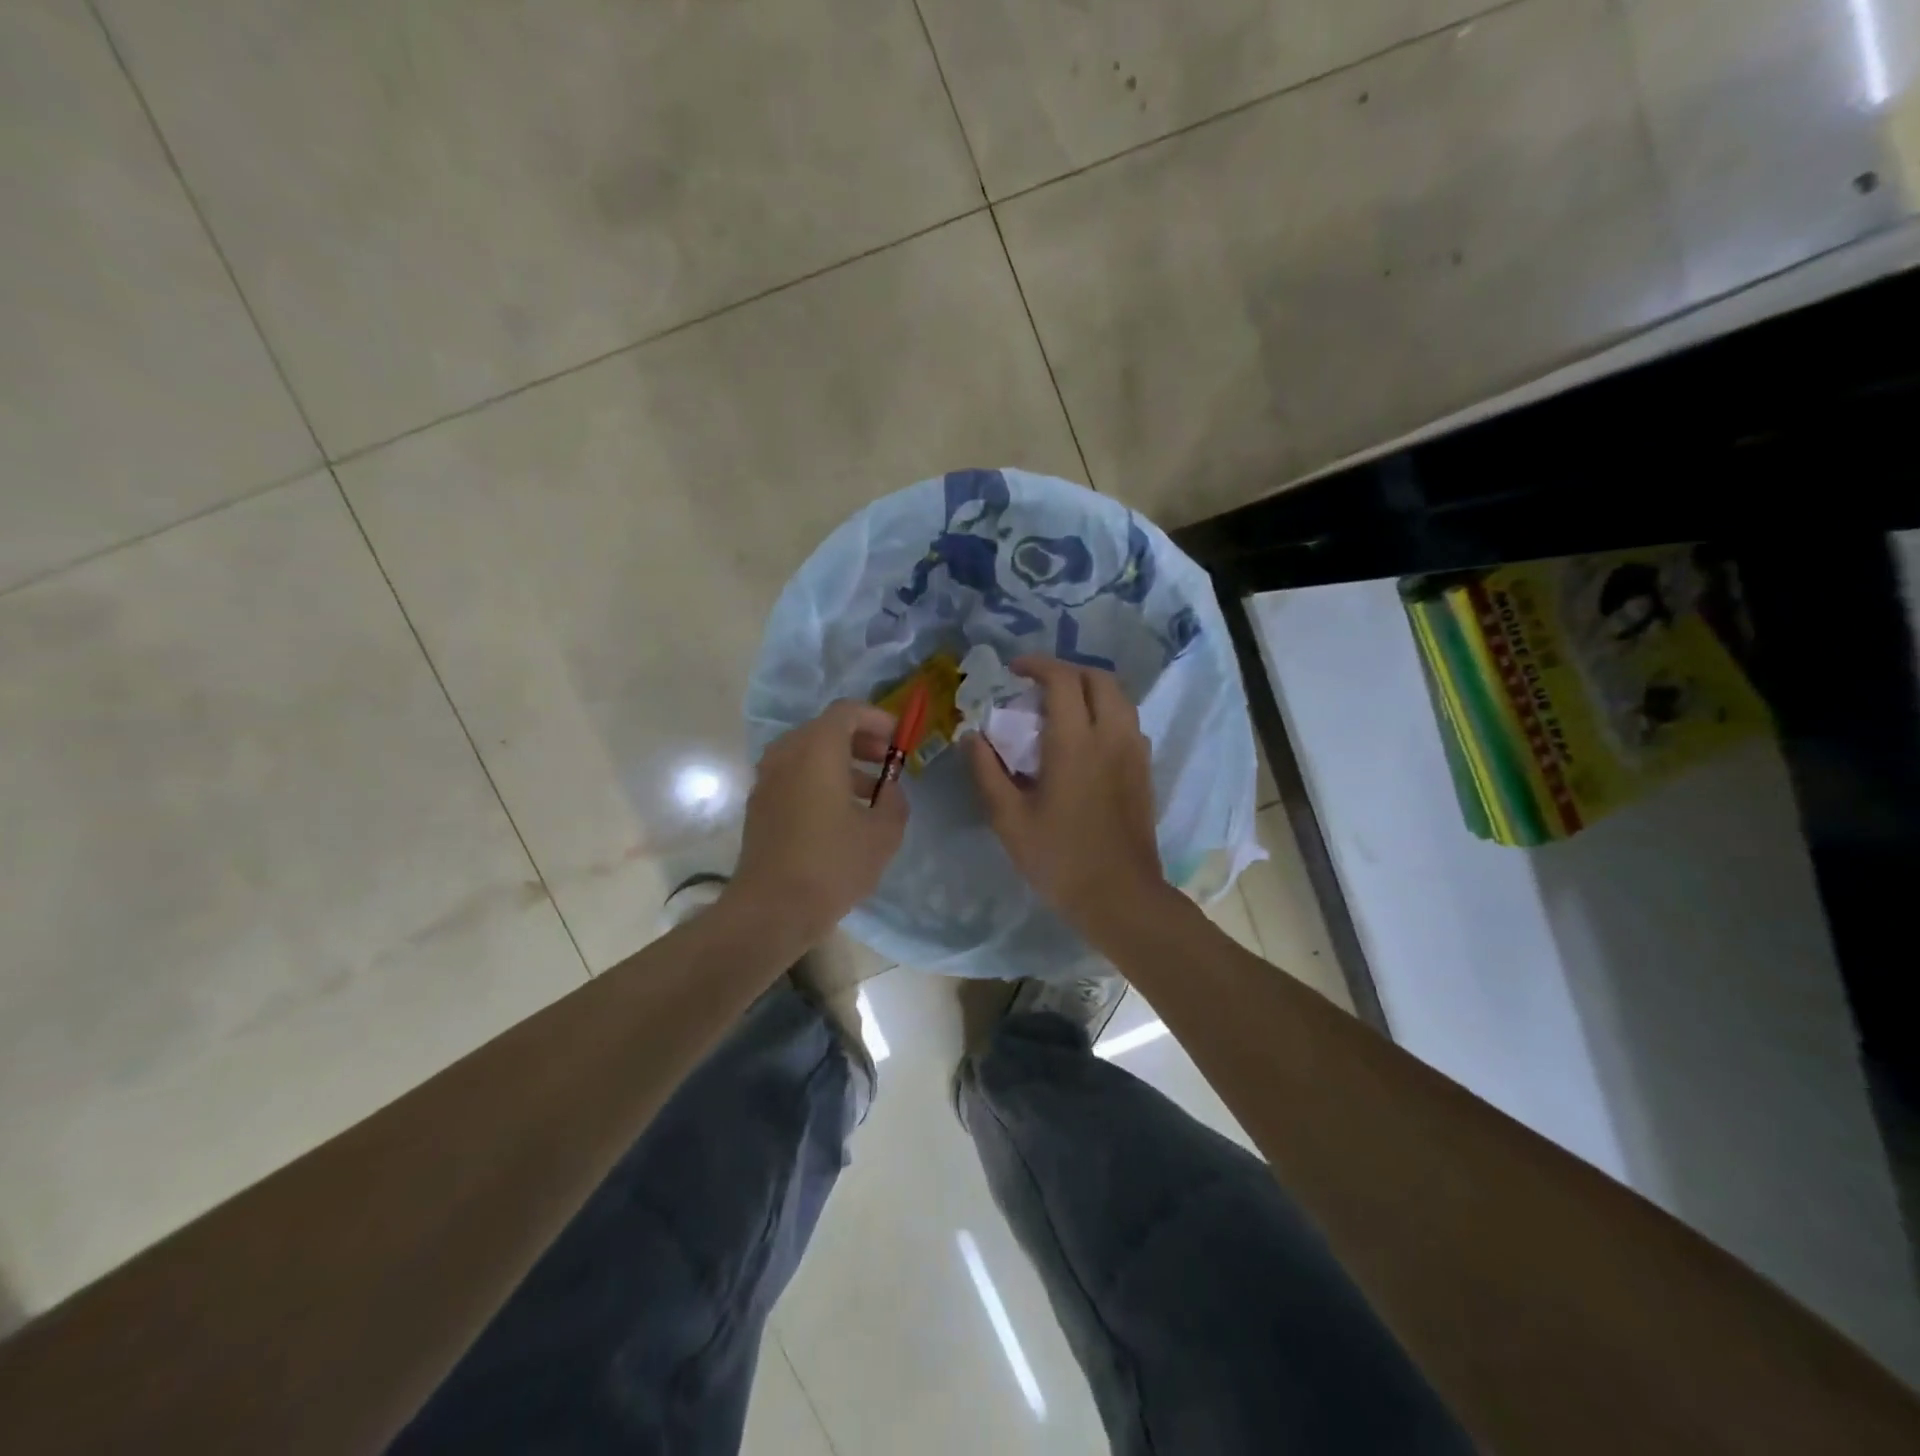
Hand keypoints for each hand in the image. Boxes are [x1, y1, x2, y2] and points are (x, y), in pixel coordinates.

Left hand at [730, 700, 908, 944]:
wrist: (771, 909)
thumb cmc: (832, 864)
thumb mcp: (883, 833)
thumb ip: (894, 802)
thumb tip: (889, 791)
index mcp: (817, 750)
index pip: (847, 711)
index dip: (877, 719)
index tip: (898, 740)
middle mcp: (786, 754)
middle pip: (825, 730)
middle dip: (860, 740)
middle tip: (886, 762)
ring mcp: (767, 780)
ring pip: (807, 754)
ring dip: (840, 763)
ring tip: (870, 793)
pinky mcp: (759, 805)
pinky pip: (794, 776)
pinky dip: (819, 780)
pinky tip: (840, 815)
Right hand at [963, 656, 1168, 937]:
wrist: (1120, 895)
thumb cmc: (1059, 858)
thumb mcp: (1009, 819)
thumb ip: (987, 772)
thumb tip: (973, 737)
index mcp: (1075, 743)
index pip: (1062, 679)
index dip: (1037, 665)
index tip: (1014, 671)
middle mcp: (1111, 735)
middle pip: (1098, 678)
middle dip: (1067, 671)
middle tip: (1037, 685)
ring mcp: (1134, 752)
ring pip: (1119, 697)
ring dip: (1089, 689)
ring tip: (1061, 708)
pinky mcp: (1144, 769)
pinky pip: (1128, 721)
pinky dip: (1106, 712)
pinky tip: (1085, 738)